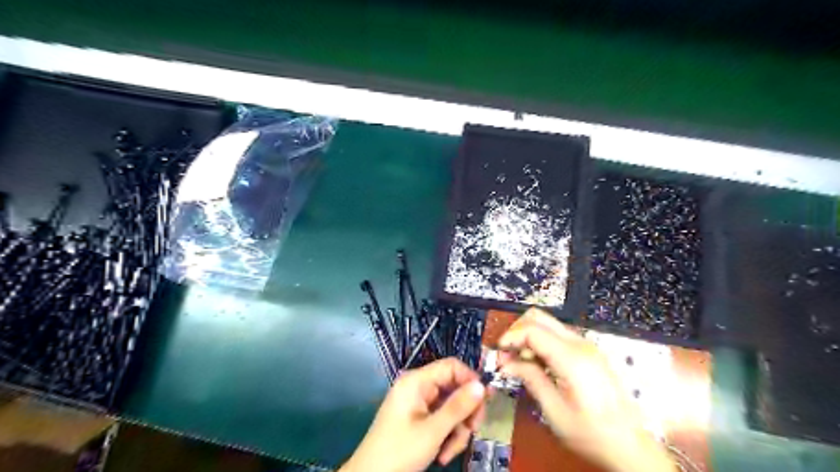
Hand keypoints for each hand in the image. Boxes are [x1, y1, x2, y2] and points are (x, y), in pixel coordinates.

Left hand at [338, 358, 485, 471]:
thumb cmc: (399, 451)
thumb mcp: (432, 431)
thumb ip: (458, 407)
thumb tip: (482, 385)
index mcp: (416, 381)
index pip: (451, 366)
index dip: (470, 380)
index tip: (485, 401)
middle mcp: (418, 388)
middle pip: (454, 388)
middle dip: (465, 412)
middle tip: (473, 431)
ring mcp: (419, 404)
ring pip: (451, 408)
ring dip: (457, 430)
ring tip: (449, 452)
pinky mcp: (419, 419)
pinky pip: (442, 420)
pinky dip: (447, 436)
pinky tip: (442, 454)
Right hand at [497, 309, 674, 471]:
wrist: (630, 445)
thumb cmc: (592, 433)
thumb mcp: (554, 411)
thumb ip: (530, 379)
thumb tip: (506, 364)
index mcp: (572, 358)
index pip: (532, 329)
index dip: (510, 337)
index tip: (499, 355)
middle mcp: (580, 344)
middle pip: (539, 317)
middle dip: (517, 331)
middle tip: (507, 355)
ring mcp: (586, 345)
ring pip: (547, 324)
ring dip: (528, 337)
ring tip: (519, 363)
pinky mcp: (588, 352)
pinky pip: (557, 335)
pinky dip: (540, 342)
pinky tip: (537, 364)